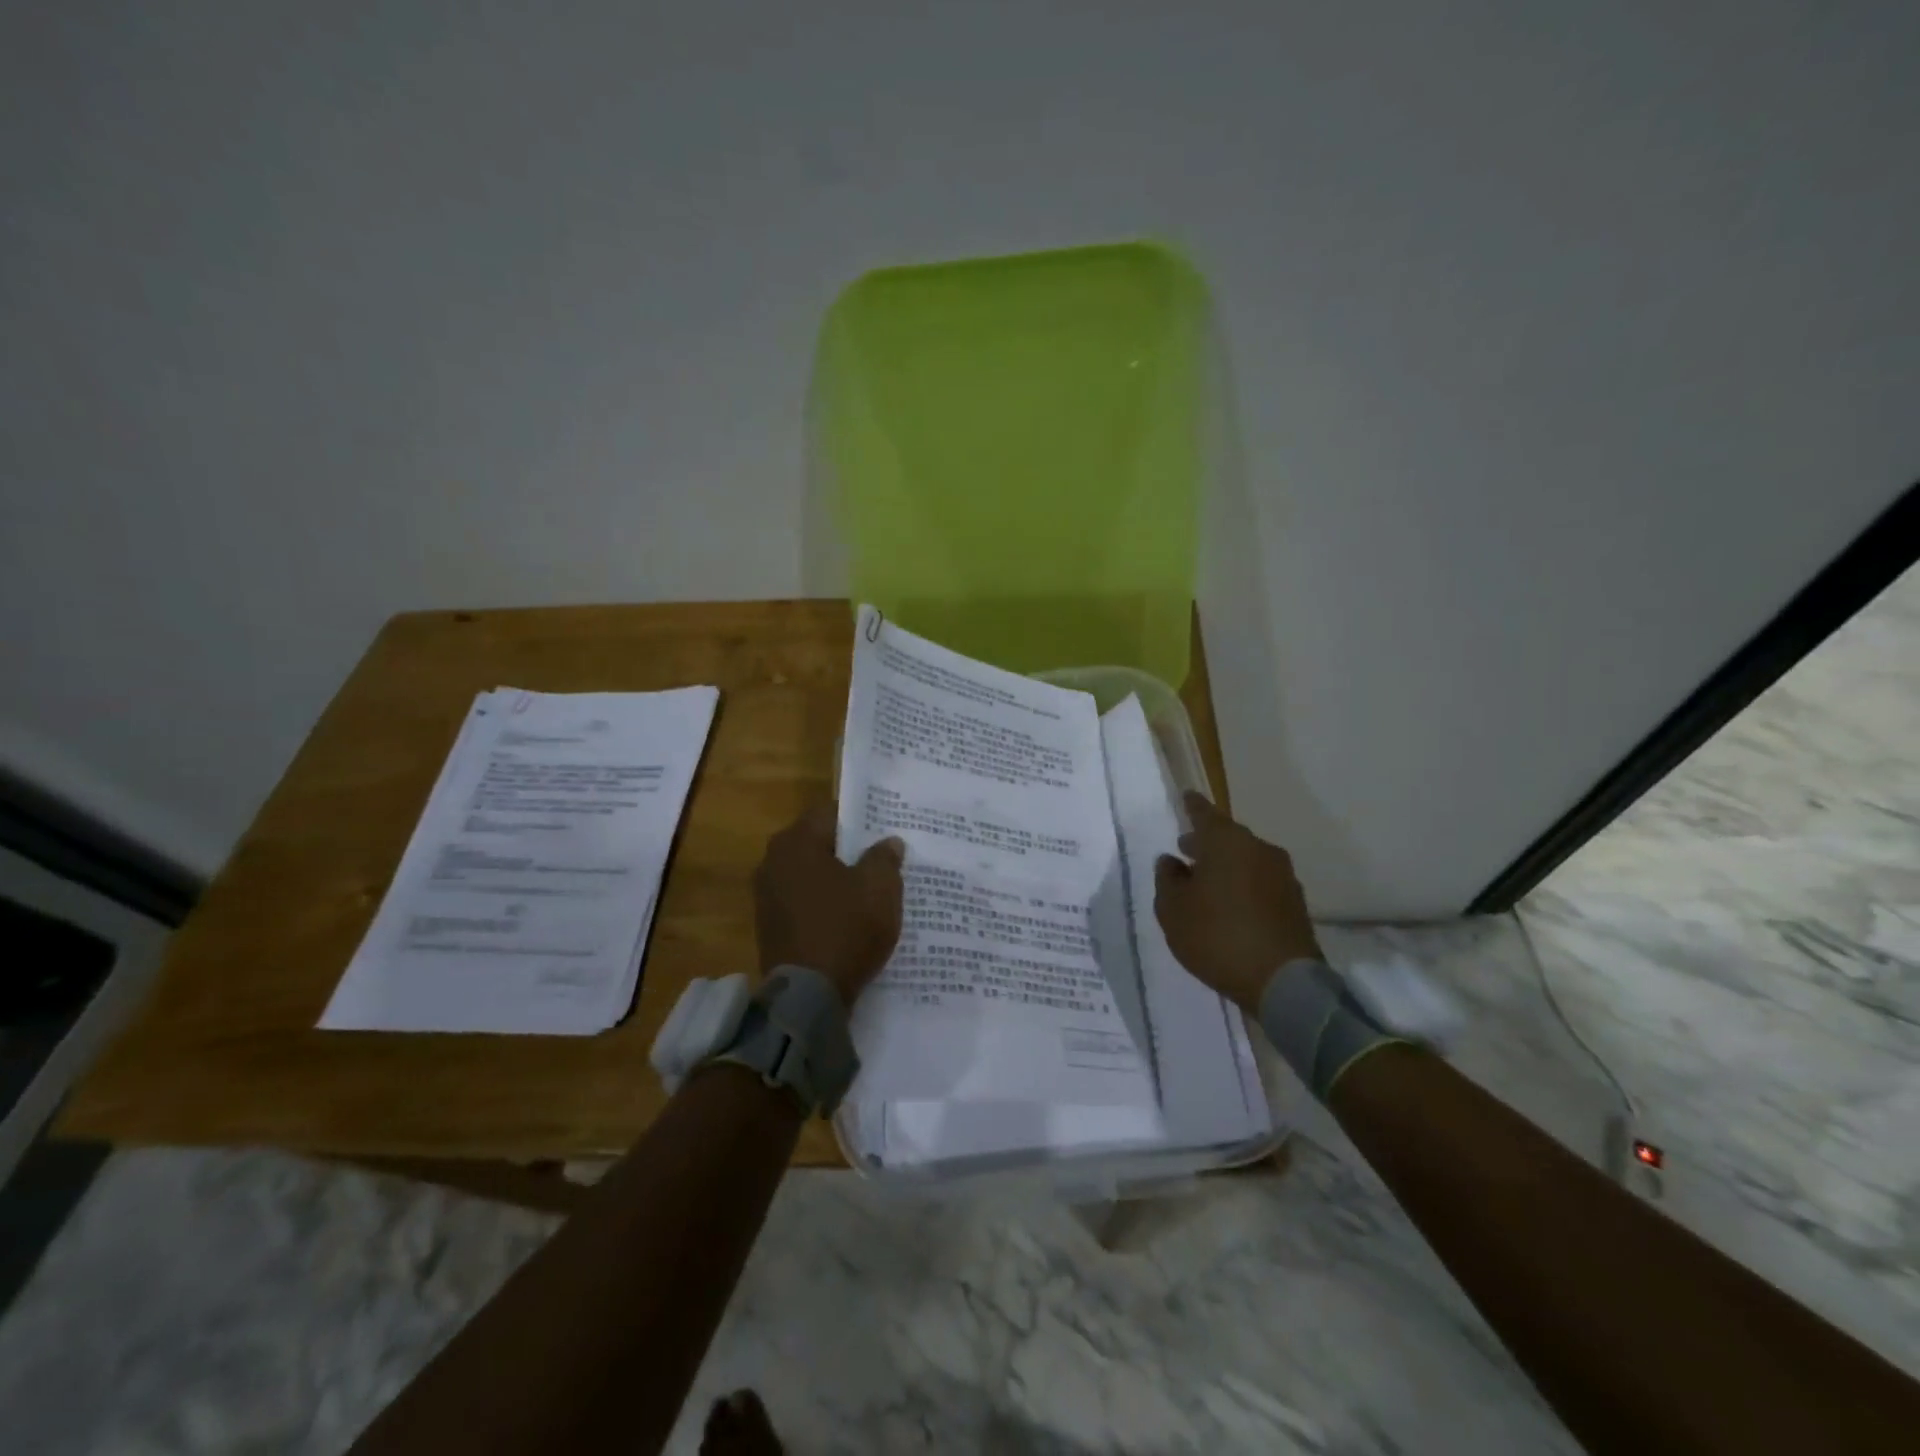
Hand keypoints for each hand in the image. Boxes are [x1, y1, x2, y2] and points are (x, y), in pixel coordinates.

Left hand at [754, 805, 904, 1007]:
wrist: (808, 997)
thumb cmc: (846, 928)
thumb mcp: (880, 888)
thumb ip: (885, 858)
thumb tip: (888, 842)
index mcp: (795, 842)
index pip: (830, 813)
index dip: (860, 820)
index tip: (883, 831)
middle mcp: (772, 862)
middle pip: (818, 844)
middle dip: (848, 851)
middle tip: (880, 860)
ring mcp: (766, 896)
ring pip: (810, 875)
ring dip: (835, 880)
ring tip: (868, 892)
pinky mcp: (769, 927)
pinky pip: (803, 903)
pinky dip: (823, 906)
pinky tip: (848, 919)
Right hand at [1154, 792, 1321, 1013]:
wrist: (1282, 982)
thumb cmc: (1217, 936)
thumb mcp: (1173, 910)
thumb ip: (1168, 880)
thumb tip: (1171, 861)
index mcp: (1227, 842)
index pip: (1204, 814)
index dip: (1191, 806)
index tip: (1185, 796)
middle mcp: (1258, 849)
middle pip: (1228, 837)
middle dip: (1206, 841)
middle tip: (1186, 849)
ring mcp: (1282, 875)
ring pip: (1246, 859)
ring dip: (1225, 865)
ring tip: (1205, 882)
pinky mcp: (1294, 901)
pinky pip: (1260, 881)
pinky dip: (1242, 884)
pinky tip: (1229, 904)